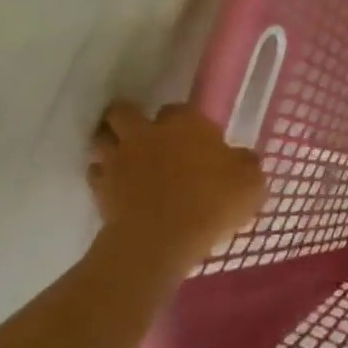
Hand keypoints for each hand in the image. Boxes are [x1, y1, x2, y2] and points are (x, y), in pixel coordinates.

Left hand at [88, 100, 265, 269]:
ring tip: (126, 157)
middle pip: (123, 111)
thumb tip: (241, 158)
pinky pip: (96, 173)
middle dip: (130, 117)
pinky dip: (104, 176)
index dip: (184, 120)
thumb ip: (245, 164)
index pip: (178, 108)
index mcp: (186, 124)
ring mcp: (119, 159)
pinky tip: (118, 187)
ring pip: (102, 138)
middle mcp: (148, 133)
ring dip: (111, 143)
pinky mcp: (99, 188)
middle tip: (145, 134)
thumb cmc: (213, 202)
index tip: (193, 136)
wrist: (162, 239)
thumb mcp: (251, 183)